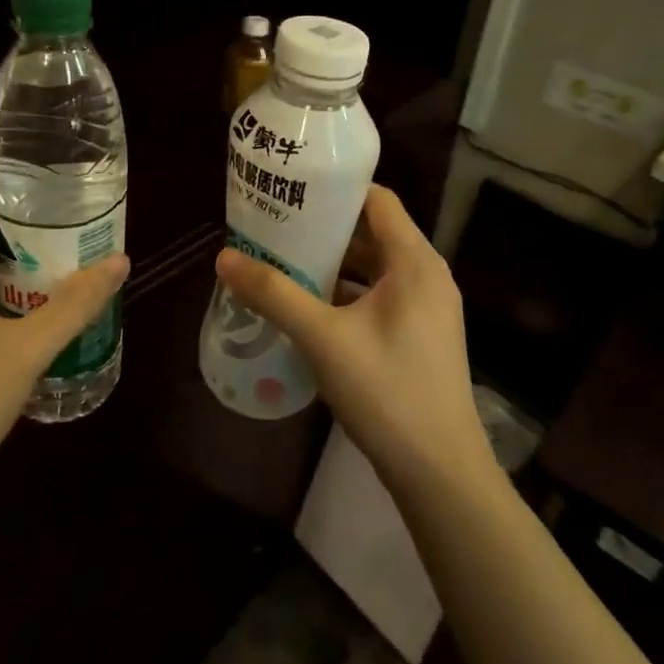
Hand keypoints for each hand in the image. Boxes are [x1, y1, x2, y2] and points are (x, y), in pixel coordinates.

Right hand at [214, 185, 489, 497]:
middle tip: (275, 227)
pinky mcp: (420, 337)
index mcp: (415, 262)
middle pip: (373, 233)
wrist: (440, 473)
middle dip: (324, 229)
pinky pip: (378, 298)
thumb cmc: (387, 391)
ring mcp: (427, 309)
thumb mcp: (322, 338)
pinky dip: (345, 295)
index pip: (377, 200)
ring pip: (374, 269)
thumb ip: (274, 294)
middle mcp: (427, 276)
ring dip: (332, 265)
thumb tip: (224, 258)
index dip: (336, 190)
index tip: (292, 190)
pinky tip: (307, 309)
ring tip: (282, 263)